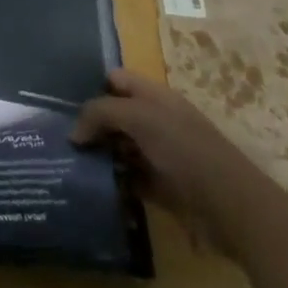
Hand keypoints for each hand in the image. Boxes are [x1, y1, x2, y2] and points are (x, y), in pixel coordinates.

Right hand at [71, 68, 264, 255]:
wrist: (230, 206)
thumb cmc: (185, 150)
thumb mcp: (140, 118)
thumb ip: (101, 113)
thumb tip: (74, 133)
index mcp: (154, 96)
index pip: (115, 80)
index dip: (91, 87)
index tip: (62, 105)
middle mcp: (155, 120)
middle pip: (114, 115)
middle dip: (88, 124)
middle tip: (57, 138)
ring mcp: (158, 154)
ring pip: (118, 147)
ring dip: (96, 155)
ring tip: (65, 163)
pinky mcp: (159, 186)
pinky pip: (127, 178)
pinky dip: (110, 181)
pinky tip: (88, 186)